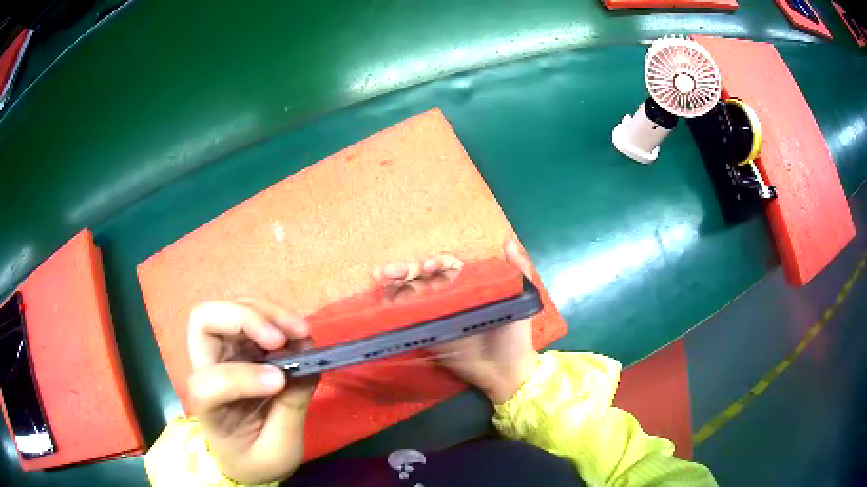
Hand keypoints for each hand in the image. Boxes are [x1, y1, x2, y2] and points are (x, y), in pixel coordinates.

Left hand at [187, 298, 317, 483]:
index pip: (208, 383)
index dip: (241, 377)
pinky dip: (274, 315)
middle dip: (243, 319)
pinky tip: (297, 332)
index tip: (281, 382)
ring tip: (300, 331)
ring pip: (227, 309)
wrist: (245, 455)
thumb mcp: (279, 449)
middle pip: (204, 321)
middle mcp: (207, 371)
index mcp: (209, 409)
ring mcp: (223, 354)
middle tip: (280, 338)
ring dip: (265, 312)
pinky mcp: (240, 347)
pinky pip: (250, 314)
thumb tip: (306, 366)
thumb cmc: (257, 457)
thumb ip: (290, 409)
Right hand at [373, 239, 539, 403]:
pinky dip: (395, 310)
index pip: (446, 266)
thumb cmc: (515, 333)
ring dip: (395, 285)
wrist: (507, 370)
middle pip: (423, 278)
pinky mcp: (429, 334)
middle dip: (405, 270)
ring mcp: (436, 316)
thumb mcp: (522, 298)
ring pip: (412, 294)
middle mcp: (448, 297)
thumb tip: (509, 240)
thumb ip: (518, 270)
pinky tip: (384, 303)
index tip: (428, 266)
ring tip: (380, 279)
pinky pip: (410, 320)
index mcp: (468, 285)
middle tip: (389, 270)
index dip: (435, 262)